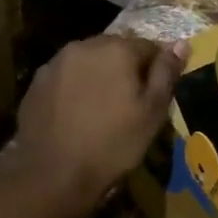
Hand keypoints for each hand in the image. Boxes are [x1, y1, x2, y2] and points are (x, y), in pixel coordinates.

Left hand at [8, 35, 188, 213]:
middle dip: (126, 68)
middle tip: (130, 101)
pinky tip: (77, 114)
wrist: (53, 174)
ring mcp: (55, 63)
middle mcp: (84, 46)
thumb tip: (181, 43)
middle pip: (115, 49)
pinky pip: (66, 77)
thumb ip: (166, 73)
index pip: (149, 46)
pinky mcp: (36, 83)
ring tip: (102, 108)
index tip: (156, 94)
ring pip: (88, 62)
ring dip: (99, 76)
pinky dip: (76, 88)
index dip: (157, 69)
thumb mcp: (152, 112)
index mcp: (117, 49)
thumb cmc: (114, 143)